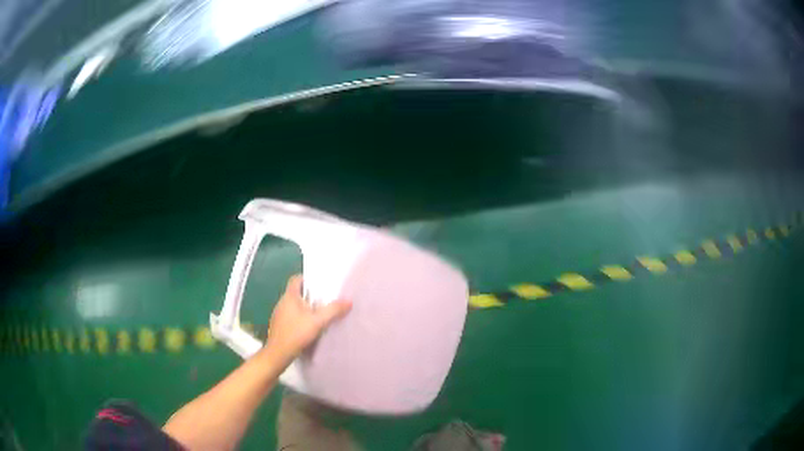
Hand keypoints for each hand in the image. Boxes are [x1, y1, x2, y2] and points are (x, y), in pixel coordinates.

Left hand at [263, 274, 351, 365]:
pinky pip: (290, 316)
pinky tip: (308, 327)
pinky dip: (299, 318)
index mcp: (289, 296)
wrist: (278, 353)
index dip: (307, 279)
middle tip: (324, 300)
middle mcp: (282, 302)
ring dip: (305, 308)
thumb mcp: (318, 321)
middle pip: (296, 292)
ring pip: (293, 305)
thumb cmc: (297, 333)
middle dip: (310, 295)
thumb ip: (333, 310)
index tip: (319, 284)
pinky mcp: (279, 325)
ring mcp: (278, 314)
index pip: (296, 279)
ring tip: (319, 314)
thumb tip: (349, 301)